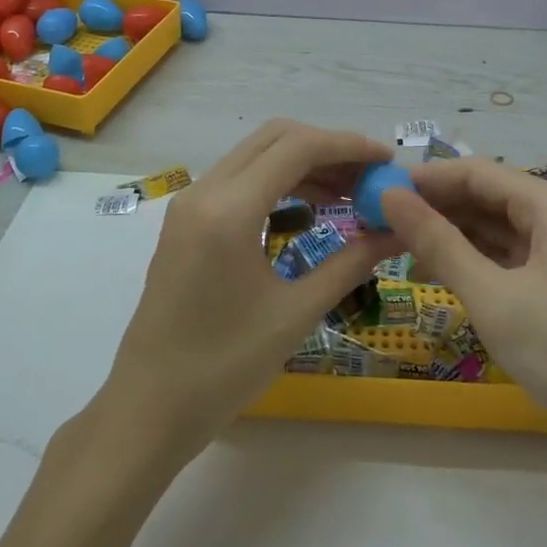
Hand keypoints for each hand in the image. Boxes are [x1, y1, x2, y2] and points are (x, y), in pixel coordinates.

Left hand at [103, 120, 392, 456]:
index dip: (348, 147)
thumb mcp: (295, 314)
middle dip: (327, 149)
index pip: (296, 148)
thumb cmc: (223, 368)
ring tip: (348, 196)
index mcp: (228, 210)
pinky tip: (308, 212)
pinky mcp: (186, 221)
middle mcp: (204, 191)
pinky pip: (238, 181)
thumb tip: (398, 233)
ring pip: (255, 156)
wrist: (148, 408)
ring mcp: (189, 204)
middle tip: (369, 178)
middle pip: (274, 139)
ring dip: (302, 165)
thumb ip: (350, 263)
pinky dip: (277, 183)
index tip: (387, 162)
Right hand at [379, 158, 546, 450]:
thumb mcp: (493, 297)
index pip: (476, 172)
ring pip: (495, 228)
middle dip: (435, 207)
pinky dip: (474, 261)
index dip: (426, 178)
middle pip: (486, 196)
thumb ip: (438, 243)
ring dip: (451, 234)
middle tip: (381, 223)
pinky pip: (508, 256)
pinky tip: (441, 272)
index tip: (377, 191)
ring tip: (400, 248)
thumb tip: (389, 196)